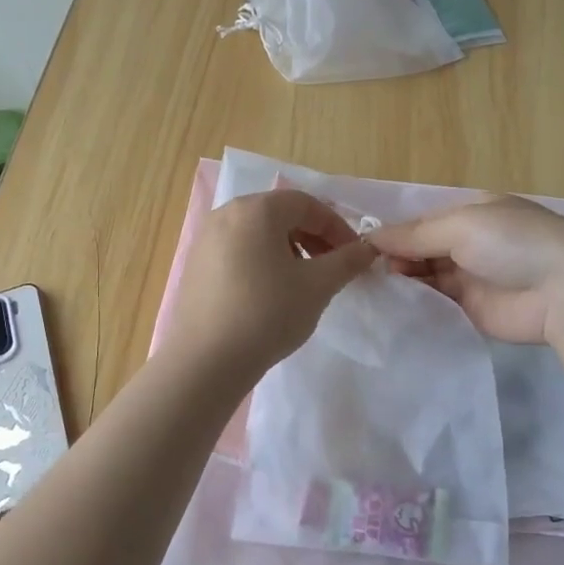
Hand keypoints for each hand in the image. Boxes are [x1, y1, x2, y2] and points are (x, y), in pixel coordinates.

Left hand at [162, 189, 378, 383]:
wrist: (206, 361)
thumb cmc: (268, 314)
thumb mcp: (318, 286)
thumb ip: (347, 261)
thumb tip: (368, 249)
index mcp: (256, 209)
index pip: (306, 204)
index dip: (337, 226)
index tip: (354, 254)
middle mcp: (226, 214)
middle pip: (280, 215)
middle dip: (313, 237)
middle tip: (333, 267)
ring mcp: (205, 239)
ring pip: (258, 234)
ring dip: (289, 249)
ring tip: (303, 282)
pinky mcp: (195, 266)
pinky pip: (238, 252)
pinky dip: (262, 262)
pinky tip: (270, 294)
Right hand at [369, 195, 563, 343]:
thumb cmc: (513, 243)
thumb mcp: (462, 226)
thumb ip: (415, 234)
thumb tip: (370, 237)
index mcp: (472, 213)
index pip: (423, 221)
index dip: (395, 233)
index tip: (362, 248)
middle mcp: (470, 242)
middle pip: (422, 249)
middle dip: (395, 258)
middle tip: (364, 273)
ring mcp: (471, 277)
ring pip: (426, 276)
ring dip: (402, 280)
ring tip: (369, 289)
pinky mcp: (471, 309)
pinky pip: (436, 303)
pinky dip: (415, 303)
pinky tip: (388, 306)